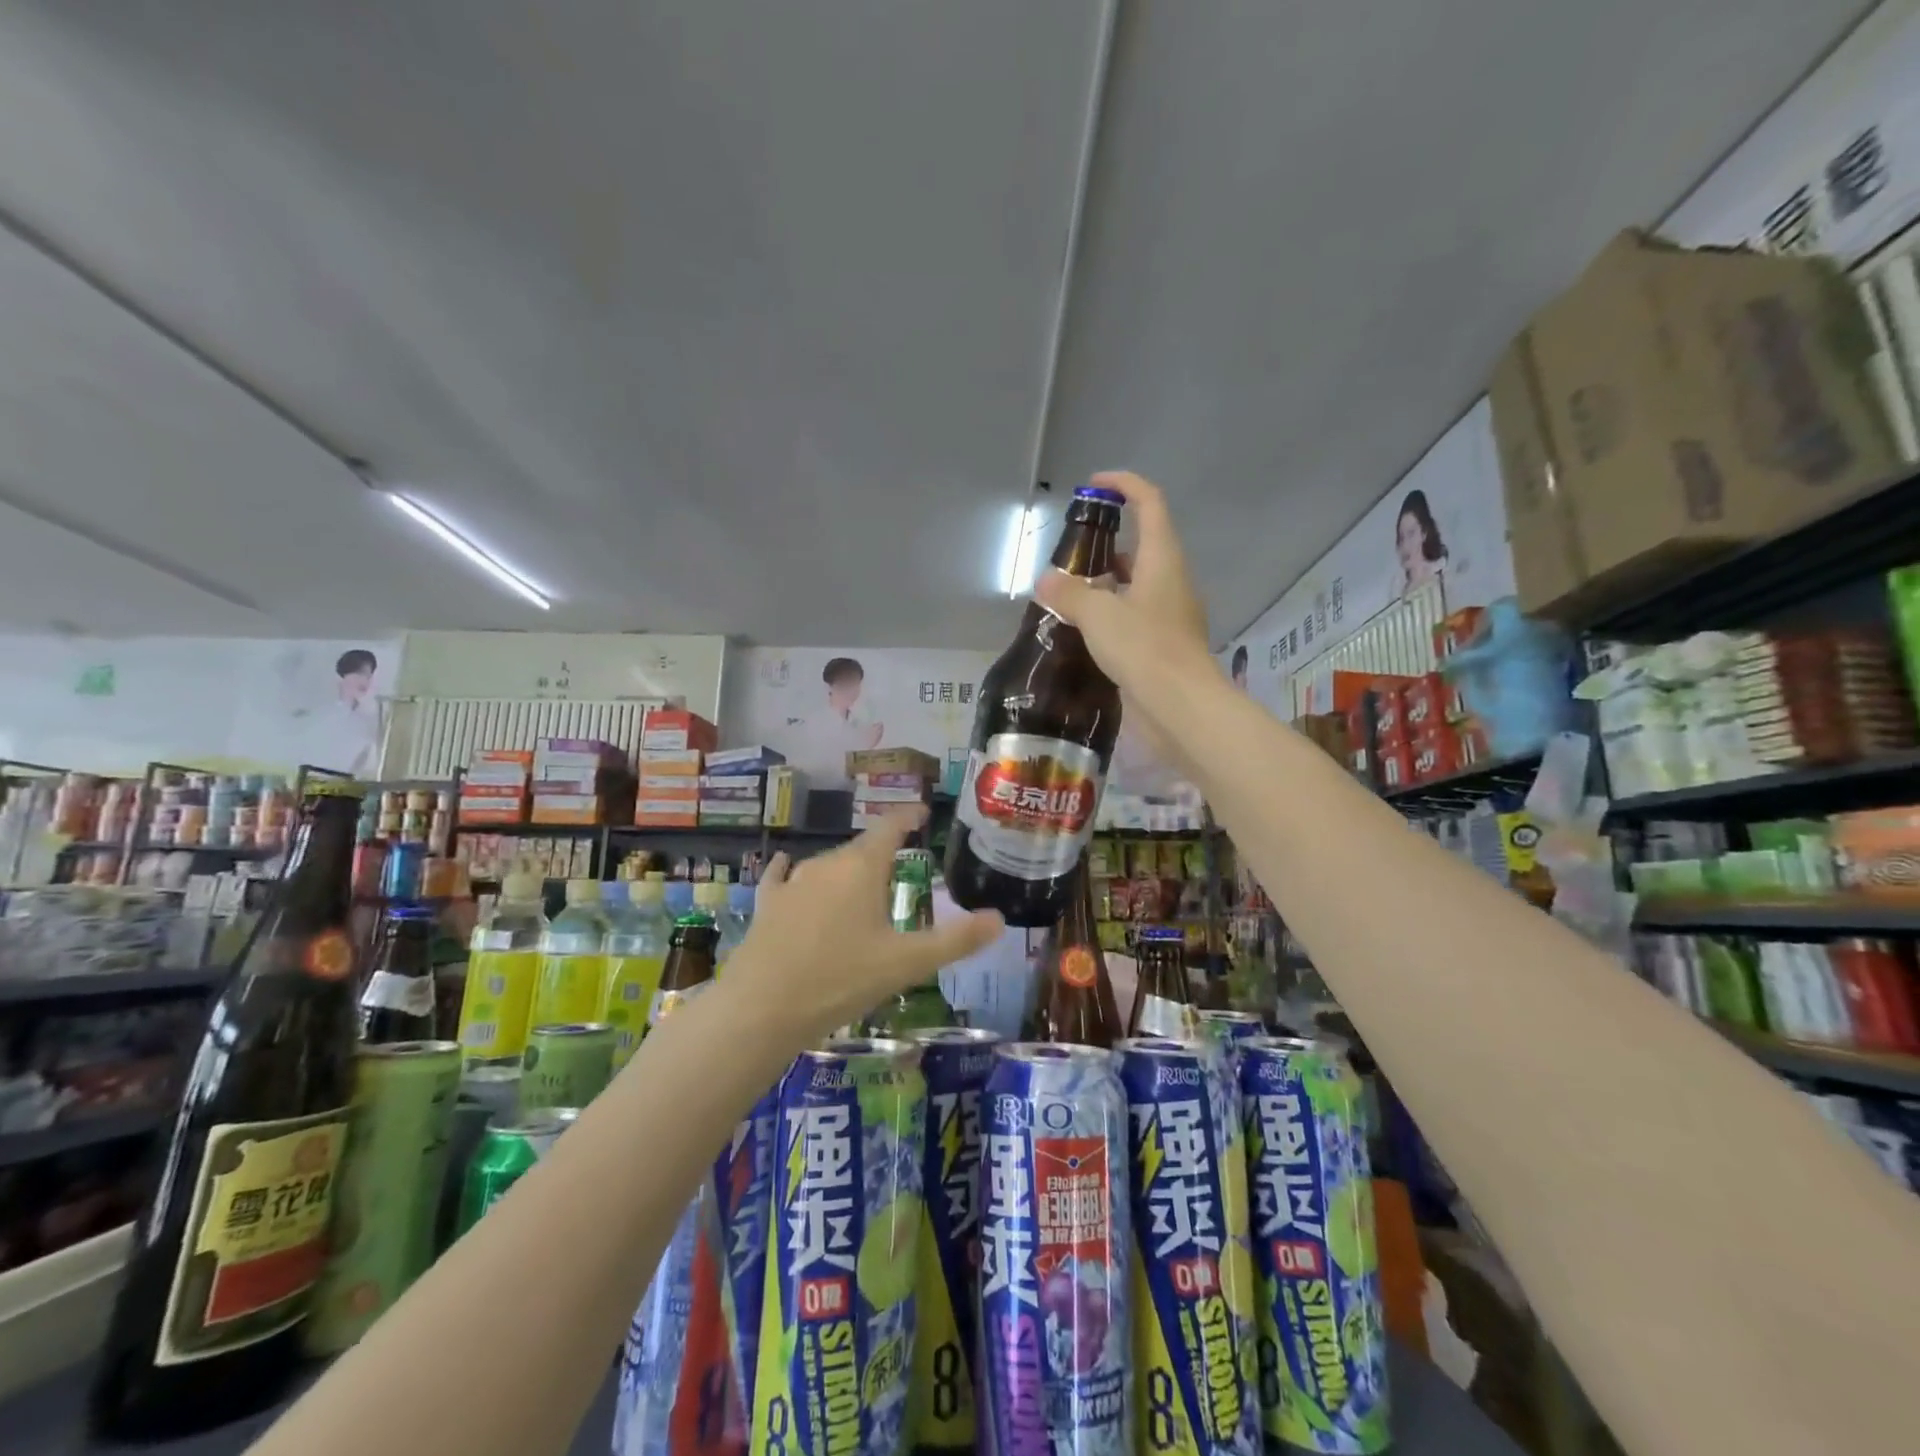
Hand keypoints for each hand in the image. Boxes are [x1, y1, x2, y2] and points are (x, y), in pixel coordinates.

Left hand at [733, 807, 1003, 1040]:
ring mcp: (793, 882)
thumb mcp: (907, 964)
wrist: (761, 1009)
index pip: (891, 827)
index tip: (923, 811)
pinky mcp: (769, 904)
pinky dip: (794, 872)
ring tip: (863, 885)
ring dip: (848, 871)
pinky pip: (785, 877)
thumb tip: (1000, 920)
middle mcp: (827, 864)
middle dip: (883, 852)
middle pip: (861, 849)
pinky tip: (788, 868)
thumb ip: (956, 941)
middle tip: (902, 864)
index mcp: (862, 868)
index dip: (909, 816)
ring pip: (828, 866)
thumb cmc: (841, 980)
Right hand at [1036, 471, 1213, 756]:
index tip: (1094, 486)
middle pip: (1142, 547)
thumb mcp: (1097, 615)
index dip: (1124, 485)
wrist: (1181, 708)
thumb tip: (1046, 581)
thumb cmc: (1144, 648)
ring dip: (1106, 587)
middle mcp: (1171, 581)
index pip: (1149, 503)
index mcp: (1163, 559)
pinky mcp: (1165, 646)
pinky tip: (1083, 634)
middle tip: (1069, 559)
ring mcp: (1171, 616)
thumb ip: (1069, 593)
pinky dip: (1111, 617)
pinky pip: (1135, 619)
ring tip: (1067, 599)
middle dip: (1106, 548)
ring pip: (1136, 587)